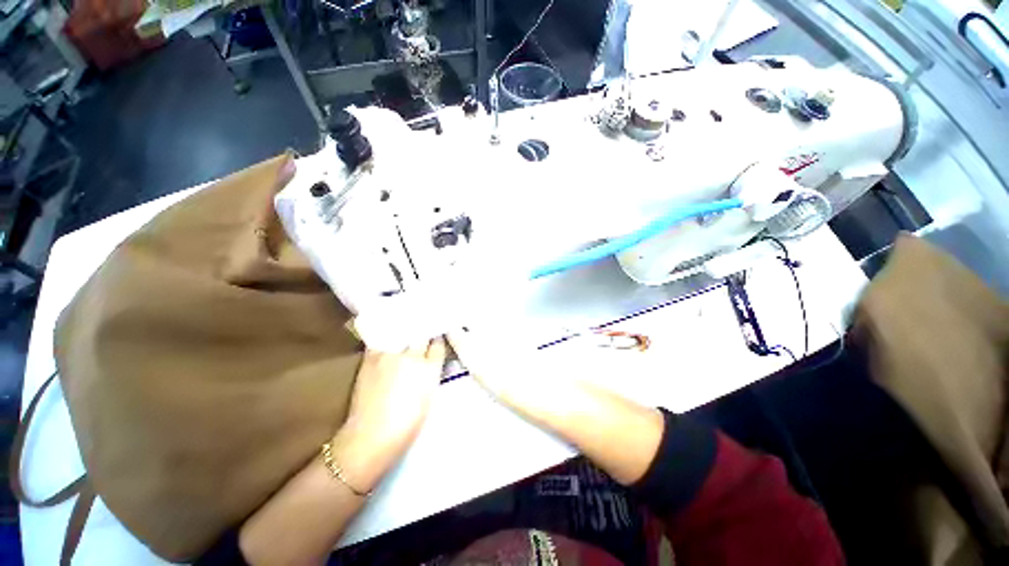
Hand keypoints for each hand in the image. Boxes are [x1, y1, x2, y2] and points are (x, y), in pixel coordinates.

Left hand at [332, 338, 447, 491]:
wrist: (371, 436)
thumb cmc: (407, 424)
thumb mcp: (430, 396)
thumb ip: (432, 372)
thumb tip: (430, 360)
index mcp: (430, 369)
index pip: (438, 344)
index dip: (437, 340)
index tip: (436, 337)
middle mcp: (412, 357)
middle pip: (422, 334)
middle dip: (424, 332)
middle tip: (423, 329)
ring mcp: (390, 355)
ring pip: (402, 332)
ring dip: (406, 330)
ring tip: (406, 327)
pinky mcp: (371, 357)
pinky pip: (381, 338)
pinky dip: (386, 335)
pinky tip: (388, 335)